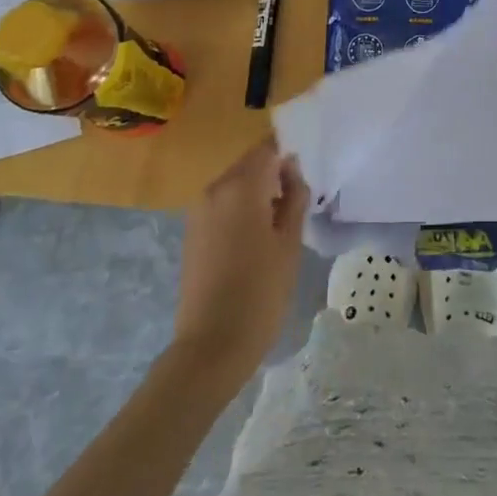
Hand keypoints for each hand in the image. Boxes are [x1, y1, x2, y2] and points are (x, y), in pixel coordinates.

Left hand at [174, 140, 309, 379]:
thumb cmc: (260, 292)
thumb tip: (292, 171)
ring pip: (236, 185)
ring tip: (279, 226)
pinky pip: (223, 205)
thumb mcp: (290, 242)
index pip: (268, 149)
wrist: (211, 346)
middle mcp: (215, 189)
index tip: (304, 181)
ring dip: (258, 194)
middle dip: (274, 176)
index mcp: (240, 186)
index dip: (289, 158)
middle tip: (297, 205)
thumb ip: (295, 197)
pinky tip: (256, 241)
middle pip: (250, 165)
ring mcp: (199, 211)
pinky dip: (241, 210)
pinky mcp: (192, 232)